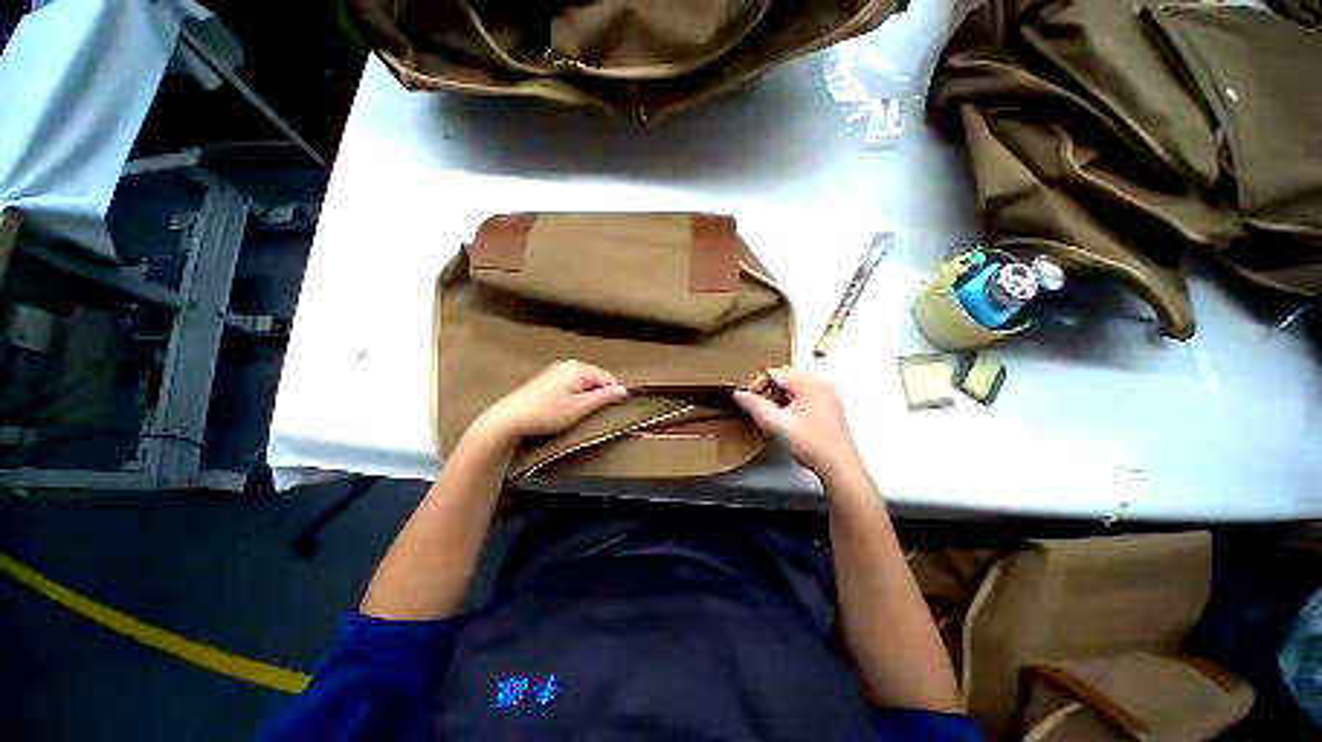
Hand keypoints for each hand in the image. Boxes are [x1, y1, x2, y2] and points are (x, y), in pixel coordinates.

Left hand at [471, 360, 627, 448]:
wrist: (508, 419)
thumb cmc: (548, 413)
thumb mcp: (580, 408)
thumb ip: (604, 398)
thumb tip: (625, 390)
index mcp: (579, 368)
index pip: (608, 378)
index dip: (614, 394)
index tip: (614, 411)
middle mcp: (568, 365)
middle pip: (595, 379)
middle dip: (599, 395)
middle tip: (597, 415)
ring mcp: (555, 372)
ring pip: (582, 383)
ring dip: (587, 397)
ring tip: (583, 415)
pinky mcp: (545, 381)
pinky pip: (570, 386)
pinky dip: (574, 397)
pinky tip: (567, 410)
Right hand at [732, 368, 862, 478]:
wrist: (839, 467)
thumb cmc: (810, 443)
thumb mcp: (777, 424)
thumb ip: (755, 406)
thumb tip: (738, 393)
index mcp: (810, 383)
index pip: (775, 373)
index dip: (757, 386)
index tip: (747, 403)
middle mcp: (819, 383)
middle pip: (783, 380)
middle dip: (767, 394)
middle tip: (757, 413)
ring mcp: (825, 394)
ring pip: (791, 389)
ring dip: (776, 401)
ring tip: (768, 420)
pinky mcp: (827, 406)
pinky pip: (801, 397)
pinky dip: (788, 406)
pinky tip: (782, 423)